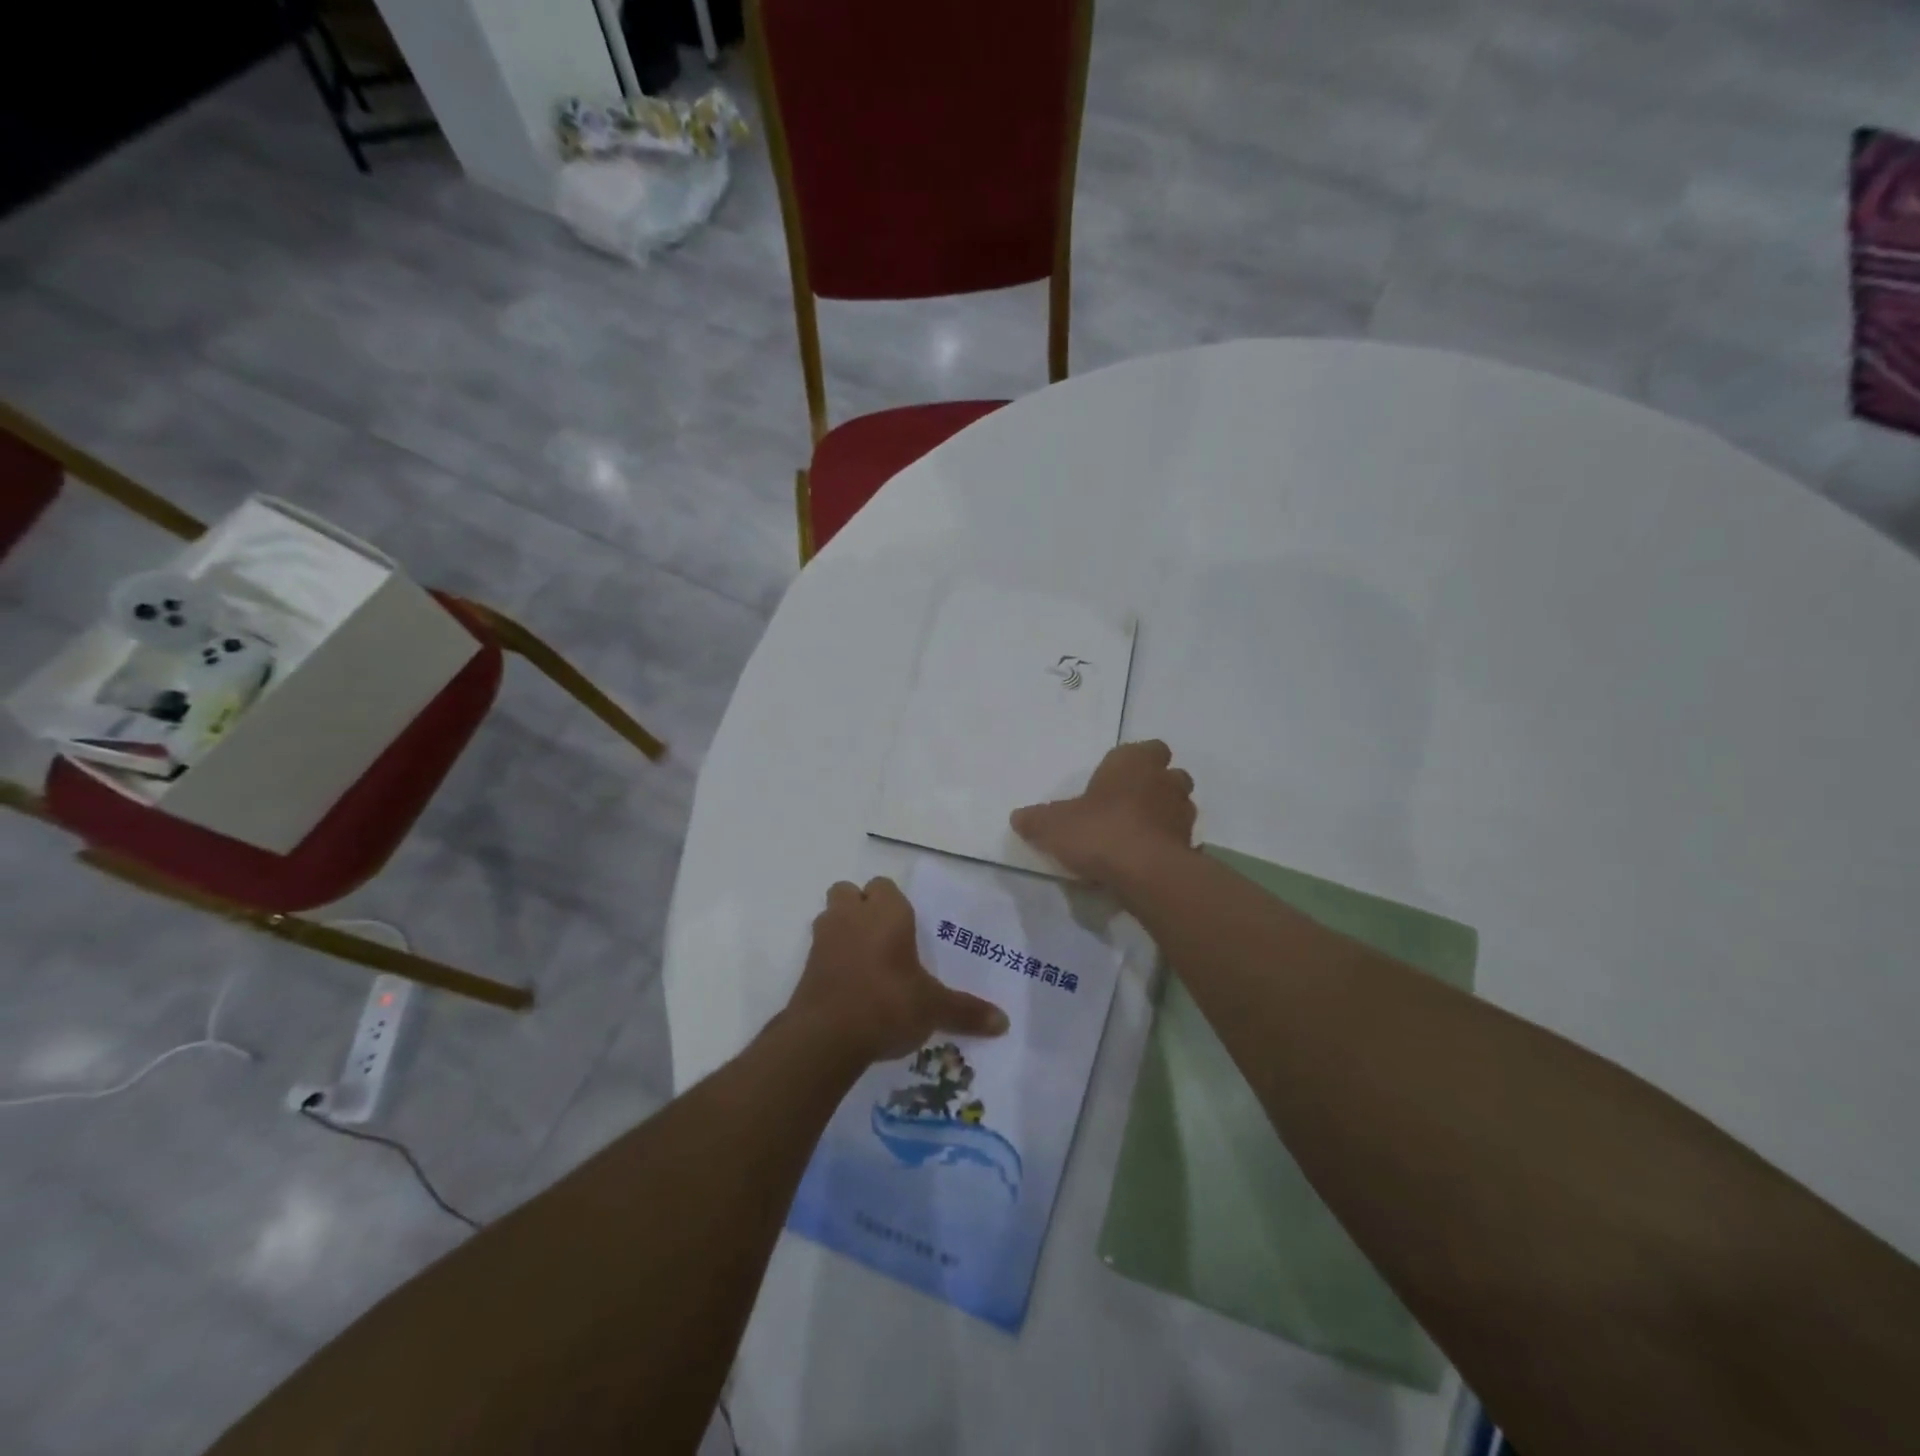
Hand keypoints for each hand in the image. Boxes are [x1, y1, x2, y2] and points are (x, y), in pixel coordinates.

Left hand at [787, 877, 1009, 1064]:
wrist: (826, 1036)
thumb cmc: (888, 1004)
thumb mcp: (934, 1009)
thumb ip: (966, 1011)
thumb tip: (1004, 1023)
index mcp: (887, 912)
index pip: (885, 886)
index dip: (893, 904)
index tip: (907, 929)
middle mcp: (852, 916)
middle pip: (849, 892)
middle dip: (861, 907)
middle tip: (883, 939)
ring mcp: (824, 938)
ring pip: (830, 915)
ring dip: (843, 929)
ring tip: (865, 960)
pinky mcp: (805, 966)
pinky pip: (820, 949)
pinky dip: (831, 958)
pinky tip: (849, 985)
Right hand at [1010, 740, 1196, 883]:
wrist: (1145, 873)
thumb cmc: (1099, 831)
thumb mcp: (1052, 825)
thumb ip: (1035, 820)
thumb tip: (1018, 817)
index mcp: (1134, 762)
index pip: (1149, 748)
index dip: (1136, 761)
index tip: (1117, 777)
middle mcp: (1164, 781)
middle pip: (1169, 775)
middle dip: (1154, 786)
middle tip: (1127, 804)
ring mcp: (1182, 814)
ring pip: (1178, 806)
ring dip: (1163, 815)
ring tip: (1137, 834)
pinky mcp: (1190, 846)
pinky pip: (1179, 840)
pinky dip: (1168, 846)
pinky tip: (1147, 860)